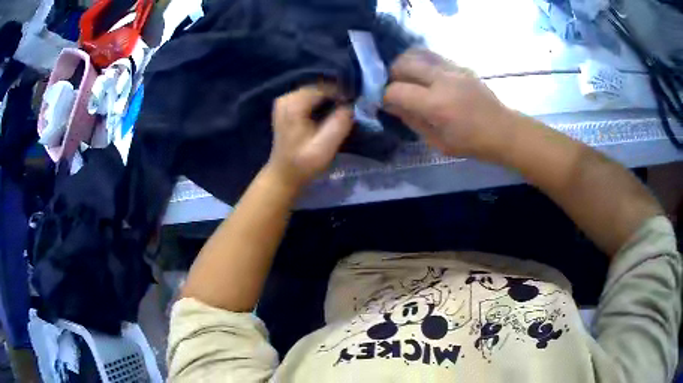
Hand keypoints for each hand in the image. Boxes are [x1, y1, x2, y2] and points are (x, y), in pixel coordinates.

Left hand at [266, 85, 353, 191]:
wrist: (284, 175)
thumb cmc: (303, 164)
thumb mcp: (324, 148)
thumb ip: (339, 124)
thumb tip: (350, 106)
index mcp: (293, 104)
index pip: (325, 88)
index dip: (342, 94)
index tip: (355, 105)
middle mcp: (286, 97)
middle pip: (319, 88)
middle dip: (336, 96)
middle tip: (351, 109)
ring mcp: (285, 100)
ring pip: (316, 92)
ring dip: (330, 99)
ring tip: (342, 112)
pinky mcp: (287, 106)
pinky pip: (309, 97)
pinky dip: (321, 103)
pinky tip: (329, 114)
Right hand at [383, 49, 515, 159]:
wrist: (503, 130)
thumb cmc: (471, 143)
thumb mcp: (437, 142)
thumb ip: (412, 121)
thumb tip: (393, 106)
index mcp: (435, 104)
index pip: (396, 90)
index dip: (385, 96)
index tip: (387, 103)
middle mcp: (442, 80)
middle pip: (403, 63)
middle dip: (392, 74)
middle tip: (395, 87)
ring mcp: (452, 69)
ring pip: (417, 53)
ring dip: (405, 64)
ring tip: (408, 77)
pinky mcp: (460, 65)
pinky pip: (432, 56)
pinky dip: (421, 62)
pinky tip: (425, 75)